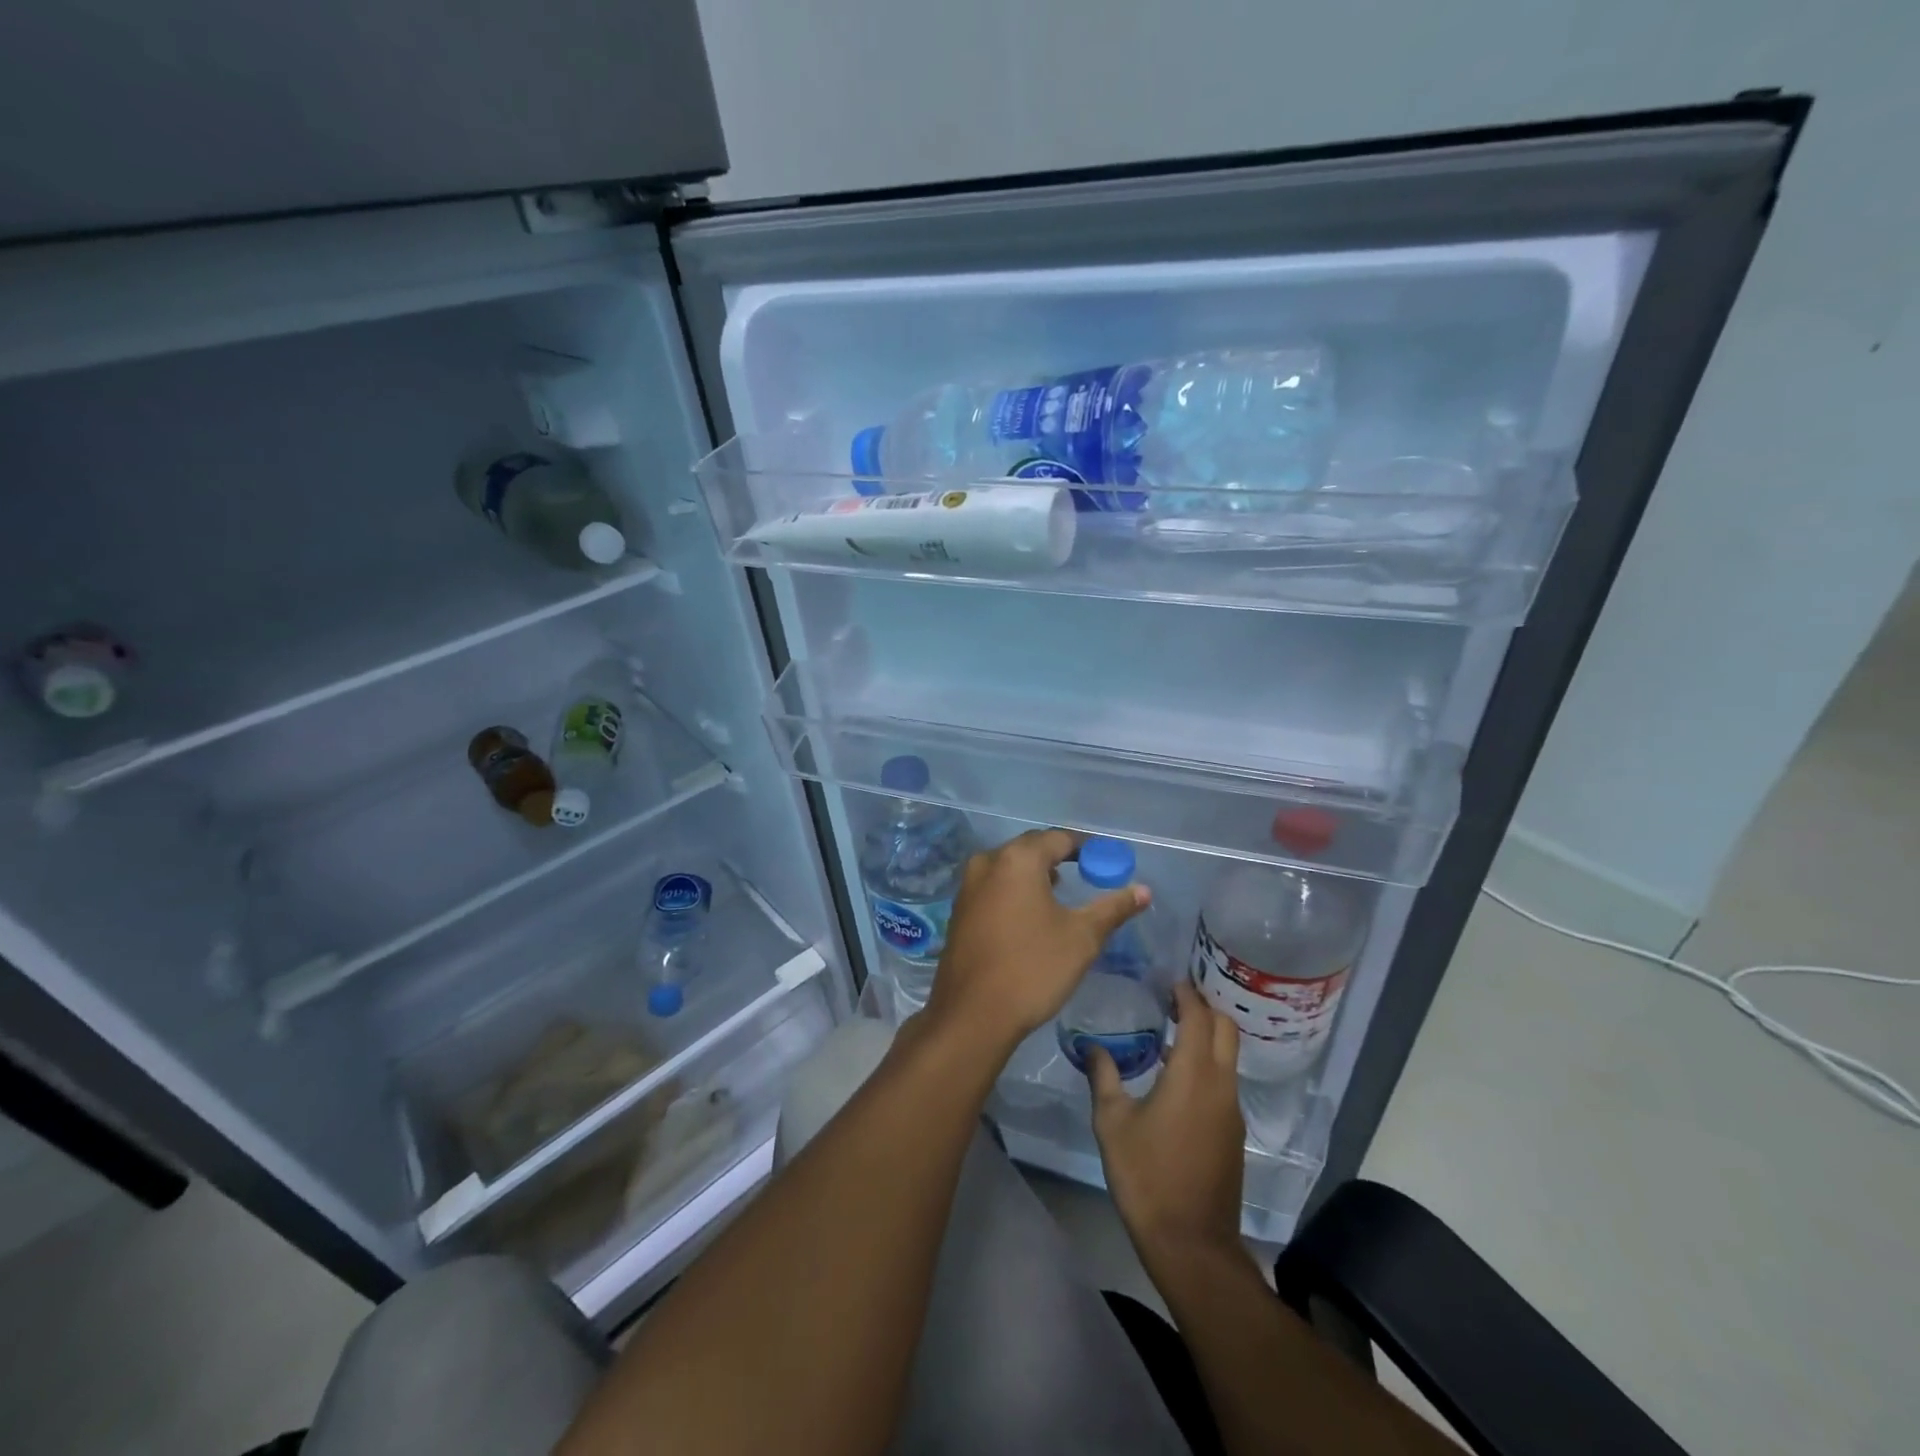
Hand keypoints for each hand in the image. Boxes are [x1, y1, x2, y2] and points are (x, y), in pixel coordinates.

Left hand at [923, 828, 1148, 1060]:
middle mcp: (988, 862)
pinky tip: (1030, 913)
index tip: (1106, 862)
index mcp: (1017, 859)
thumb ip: (1113, 908)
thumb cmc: (1033, 968)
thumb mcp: (1082, 938)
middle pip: (1031, 847)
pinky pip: (994, 886)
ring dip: (1035, 873)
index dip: (1085, 847)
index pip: (1058, 838)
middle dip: (1059, 856)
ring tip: (1061, 892)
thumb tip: (1143, 890)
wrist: (973, 1015)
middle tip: (1087, 873)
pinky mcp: (960, 910)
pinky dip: (1015, 889)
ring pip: (1009, 866)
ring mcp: (968, 886)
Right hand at [1089, 982, 1247, 1275]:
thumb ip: (1104, 1077)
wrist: (1192, 1244)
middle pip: (1226, 1029)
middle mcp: (1221, 1085)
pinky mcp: (1233, 1134)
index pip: (1199, 1016)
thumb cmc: (1147, 1176)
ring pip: (1228, 1056)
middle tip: (1173, 998)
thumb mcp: (1112, 1123)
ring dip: (1206, 1037)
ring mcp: (1232, 1111)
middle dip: (1204, 1007)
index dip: (1186, 993)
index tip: (1168, 979)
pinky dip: (1207, 1064)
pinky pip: (1224, 1081)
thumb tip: (1092, 1046)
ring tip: (1170, 1031)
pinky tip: (1176, 1076)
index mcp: (1194, 1074)